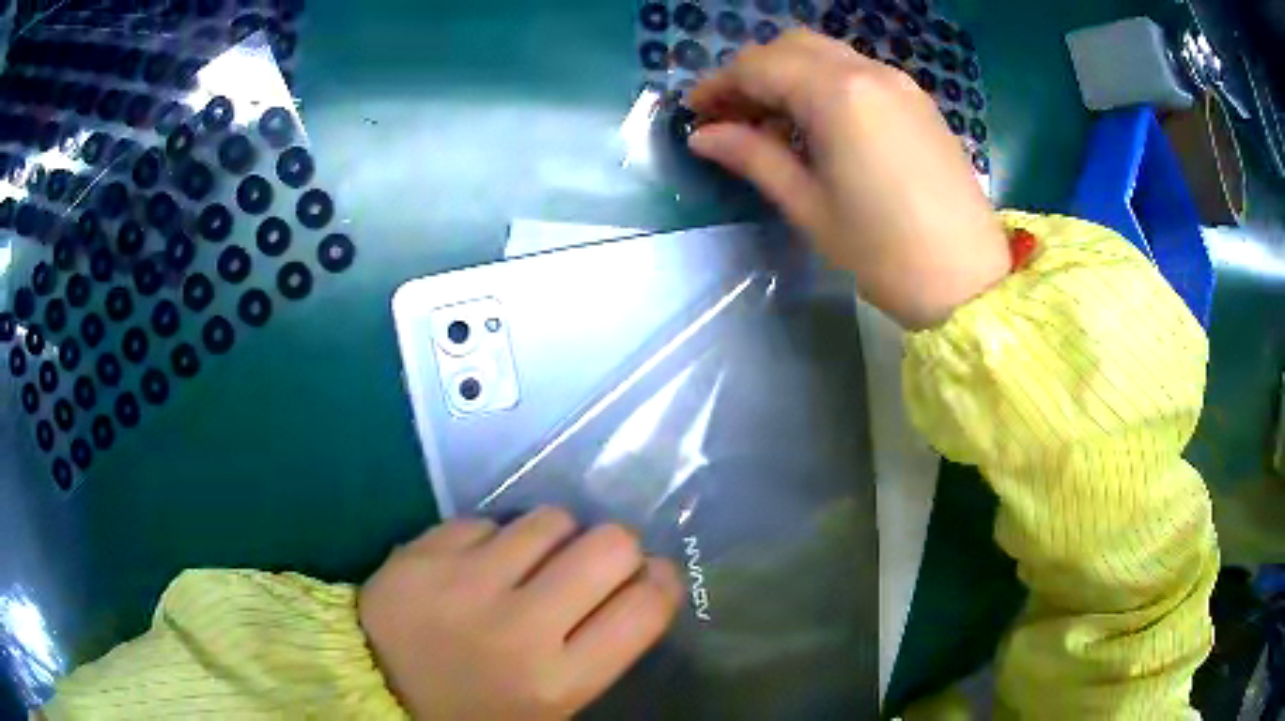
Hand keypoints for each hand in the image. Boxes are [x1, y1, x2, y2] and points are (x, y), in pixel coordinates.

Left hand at [359, 508, 681, 718]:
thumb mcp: (552, 704)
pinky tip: (475, 565)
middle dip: (614, 548)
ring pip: (549, 519)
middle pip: (610, 546)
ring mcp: (465, 584)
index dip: (660, 580)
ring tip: (529, 562)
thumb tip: (636, 583)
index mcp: (558, 681)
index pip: (645, 607)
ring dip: (552, 537)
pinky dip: (492, 538)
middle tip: (592, 564)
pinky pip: (487, 519)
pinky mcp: (422, 553)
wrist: (376, 690)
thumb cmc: (476, 709)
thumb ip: (599, 650)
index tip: (649, 575)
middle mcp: (518, 629)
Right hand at [686, 29, 1008, 329]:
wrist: (971, 281)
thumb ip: (754, 158)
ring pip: (827, 54)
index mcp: (838, 94)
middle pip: (792, 46)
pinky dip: (825, 83)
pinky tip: (819, 124)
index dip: (719, 85)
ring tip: (772, 122)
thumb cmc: (885, 252)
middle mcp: (869, 72)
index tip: (696, 113)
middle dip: (753, 72)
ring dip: (789, 74)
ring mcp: (900, 84)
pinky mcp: (919, 102)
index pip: (759, 66)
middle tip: (732, 115)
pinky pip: (859, 72)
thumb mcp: (810, 207)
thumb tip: (704, 136)